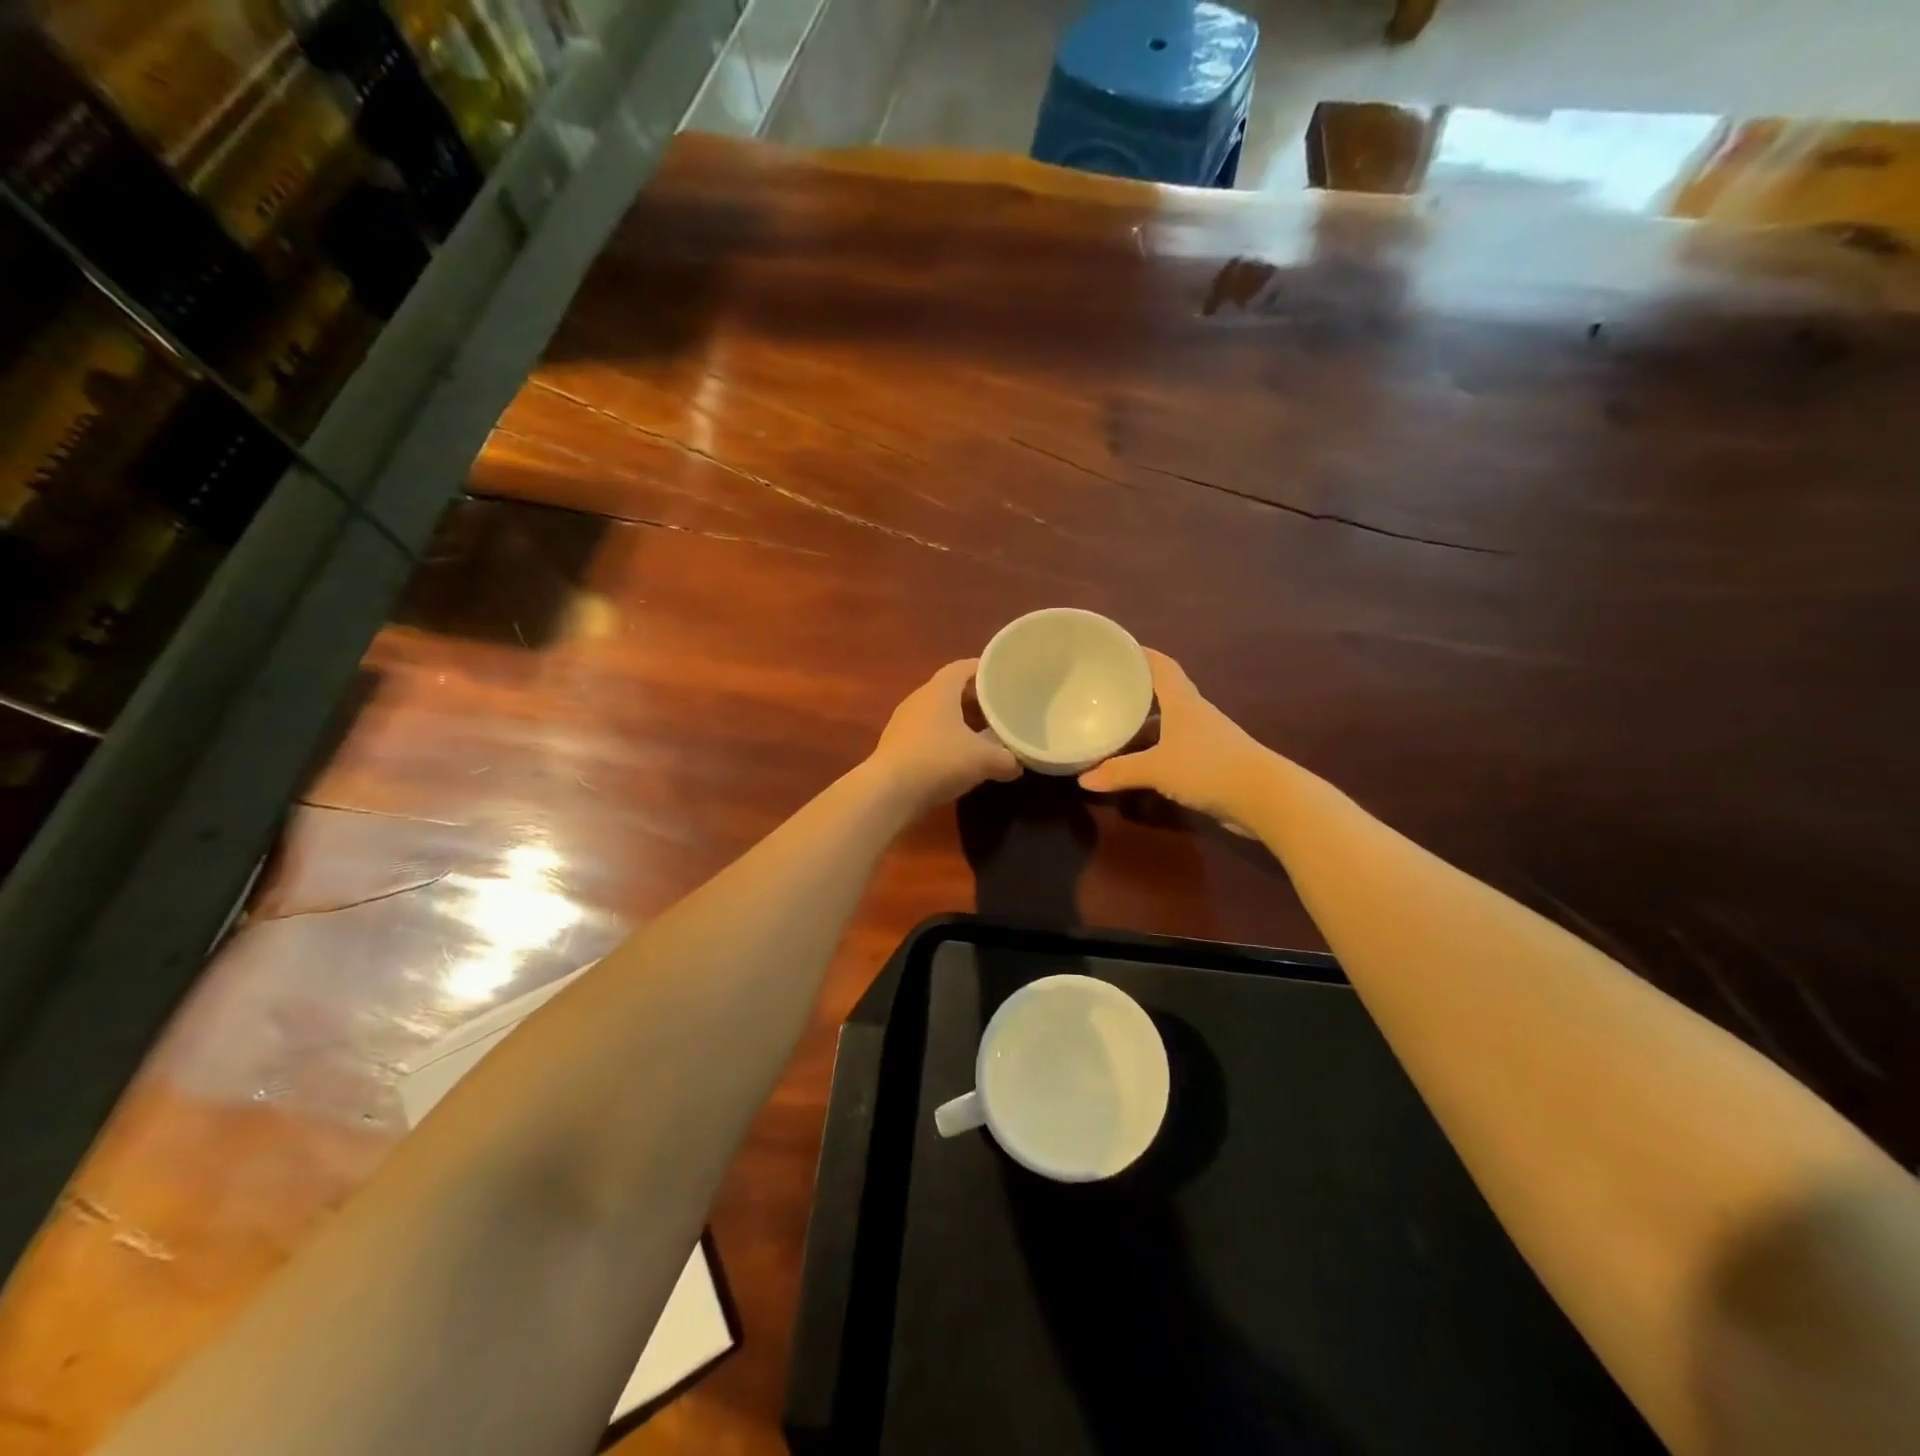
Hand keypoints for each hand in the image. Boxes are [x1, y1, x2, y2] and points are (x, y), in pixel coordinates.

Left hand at [869, 659, 1021, 811]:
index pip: (962, 667)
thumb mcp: (984, 760)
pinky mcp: (896, 746)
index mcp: (939, 690)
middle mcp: (918, 699)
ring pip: (938, 714)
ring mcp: (903, 723)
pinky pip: (927, 734)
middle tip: (998, 710)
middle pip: (950, 691)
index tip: (1003, 677)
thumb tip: (1018, 764)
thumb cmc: (939, 760)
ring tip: (983, 736)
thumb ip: (1007, 759)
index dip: (983, 669)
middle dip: (975, 700)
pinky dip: (945, 740)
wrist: (889, 792)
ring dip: (959, 722)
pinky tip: (958, 759)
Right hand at [1078, 650, 1268, 829]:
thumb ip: (1119, 772)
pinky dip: (1153, 751)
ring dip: (1143, 724)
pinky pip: (1173, 748)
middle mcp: (1194, 714)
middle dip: (1135, 691)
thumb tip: (1083, 779)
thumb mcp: (1156, 769)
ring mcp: (1204, 738)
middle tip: (1103, 691)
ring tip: (1113, 727)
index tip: (1115, 649)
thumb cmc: (1208, 768)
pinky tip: (1137, 762)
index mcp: (1182, 702)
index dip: (1140, 654)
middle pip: (1162, 694)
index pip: (1161, 666)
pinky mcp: (1210, 762)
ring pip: (1167, 723)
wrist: (1264, 798)